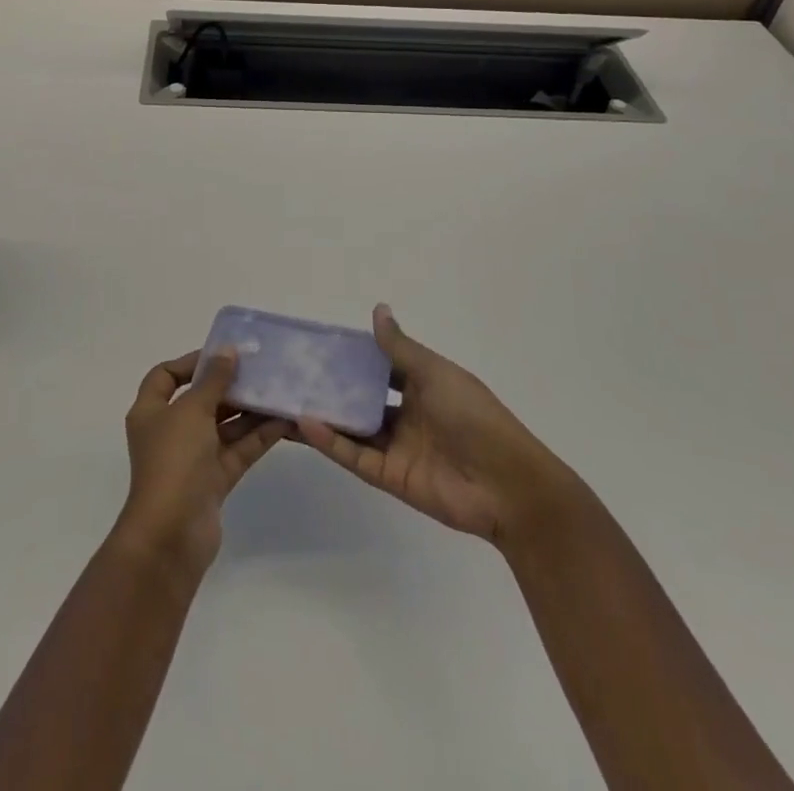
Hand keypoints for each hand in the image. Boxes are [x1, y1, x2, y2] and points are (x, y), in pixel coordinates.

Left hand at [112, 349, 285, 578]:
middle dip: (230, 385)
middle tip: (262, 369)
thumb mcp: (192, 411)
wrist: (171, 536)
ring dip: (250, 409)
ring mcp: (193, 457)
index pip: (166, 376)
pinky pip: (239, 449)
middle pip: (201, 399)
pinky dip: (259, 435)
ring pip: (225, 425)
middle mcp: (170, 431)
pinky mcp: (215, 479)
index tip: (223, 355)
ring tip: (280, 389)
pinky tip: (285, 420)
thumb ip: (213, 379)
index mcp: (152, 411)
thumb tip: (227, 350)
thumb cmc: (173, 461)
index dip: (191, 362)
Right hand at [297, 304, 578, 548]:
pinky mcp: (390, 477)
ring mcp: (398, 447)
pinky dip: (330, 441)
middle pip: (363, 398)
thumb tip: (378, 309)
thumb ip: (400, 348)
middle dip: (333, 387)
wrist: (507, 485)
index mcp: (423, 385)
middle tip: (294, 372)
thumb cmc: (474, 416)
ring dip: (324, 414)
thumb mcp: (436, 373)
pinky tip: (304, 423)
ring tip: (286, 398)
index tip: (321, 343)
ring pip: (353, 428)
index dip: (355, 356)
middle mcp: (407, 414)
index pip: (381, 366)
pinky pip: (355, 457)